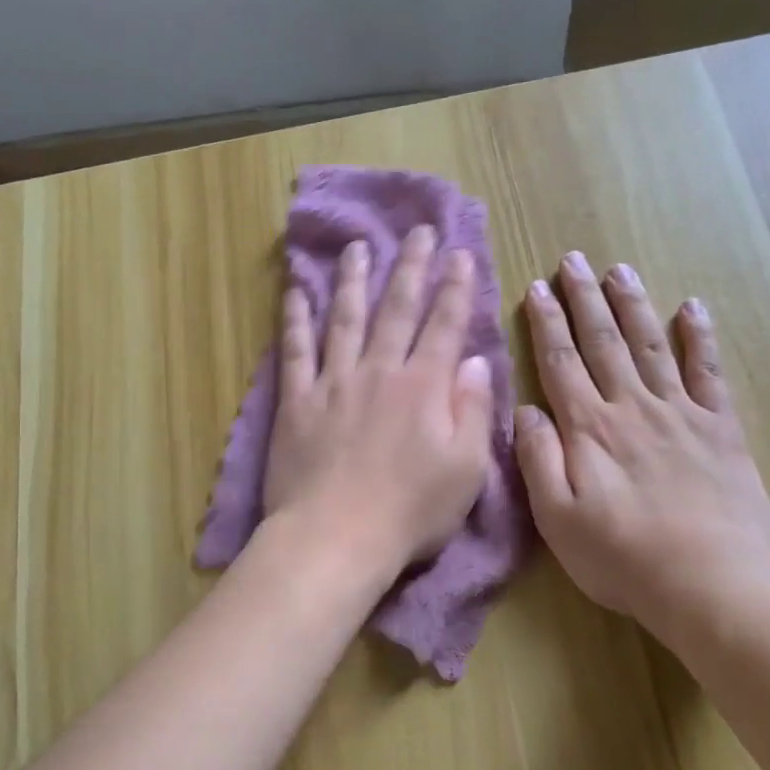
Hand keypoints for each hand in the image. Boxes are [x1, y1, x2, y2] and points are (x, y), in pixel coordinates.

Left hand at [263, 225, 493, 578]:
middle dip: (410, 267)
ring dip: (353, 279)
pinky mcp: (296, 401)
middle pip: (396, 309)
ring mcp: (333, 383)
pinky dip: (295, 319)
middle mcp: (379, 372)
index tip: (459, 254)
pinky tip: (296, 291)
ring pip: (344, 318)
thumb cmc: (410, 512)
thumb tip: (474, 361)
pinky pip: (295, 350)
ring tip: (358, 247)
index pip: (444, 325)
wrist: (336, 538)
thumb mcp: (466, 469)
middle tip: (417, 231)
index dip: (454, 288)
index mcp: (424, 387)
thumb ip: (473, 409)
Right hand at [513, 253, 769, 630]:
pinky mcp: (720, 428)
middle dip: (585, 299)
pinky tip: (693, 307)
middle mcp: (631, 407)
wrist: (710, 582)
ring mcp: (680, 413)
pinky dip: (701, 337)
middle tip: (574, 260)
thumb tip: (524, 409)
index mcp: (589, 428)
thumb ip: (537, 459)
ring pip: (650, 345)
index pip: (560, 362)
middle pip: (603, 342)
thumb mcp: (557, 518)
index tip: (536, 287)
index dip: (546, 323)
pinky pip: (709, 372)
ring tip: (620, 270)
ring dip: (633, 305)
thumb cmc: (622, 557)